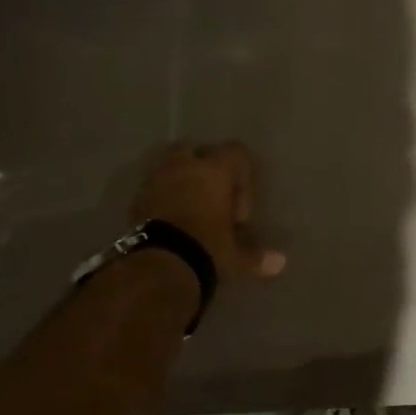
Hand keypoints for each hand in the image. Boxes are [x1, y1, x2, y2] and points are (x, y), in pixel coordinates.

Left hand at [132, 141, 286, 281]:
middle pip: (195, 149)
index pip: (236, 152)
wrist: (157, 265)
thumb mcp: (234, 255)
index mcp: (214, 170)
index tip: (239, 210)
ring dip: (180, 180)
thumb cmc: (206, 249)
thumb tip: (280, 263)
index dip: (243, 176)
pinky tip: (169, 222)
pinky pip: (153, 188)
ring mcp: (155, 179)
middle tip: (212, 197)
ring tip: (189, 209)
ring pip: (170, 165)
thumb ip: (255, 255)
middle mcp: (184, 166)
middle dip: (204, 167)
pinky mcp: (135, 199)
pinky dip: (161, 198)